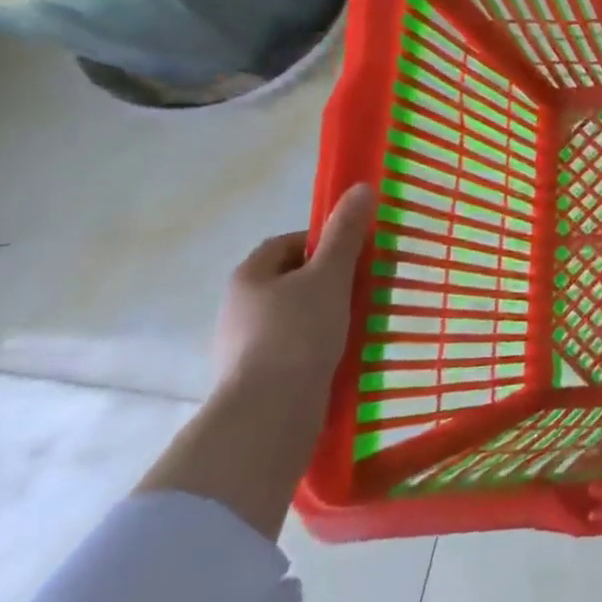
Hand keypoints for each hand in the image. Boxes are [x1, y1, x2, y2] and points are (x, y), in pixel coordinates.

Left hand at [214, 183, 374, 396]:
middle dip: (328, 279)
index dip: (324, 242)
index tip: (356, 254)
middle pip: (291, 280)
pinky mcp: (256, 377)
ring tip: (358, 322)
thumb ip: (347, 232)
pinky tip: (341, 354)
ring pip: (293, 315)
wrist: (268, 414)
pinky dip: (317, 345)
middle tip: (364, 286)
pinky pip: (293, 348)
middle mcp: (238, 307)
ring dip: (324, 314)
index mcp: (249, 276)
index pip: (288, 243)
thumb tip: (361, 187)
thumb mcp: (330, 275)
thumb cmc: (298, 333)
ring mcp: (243, 346)